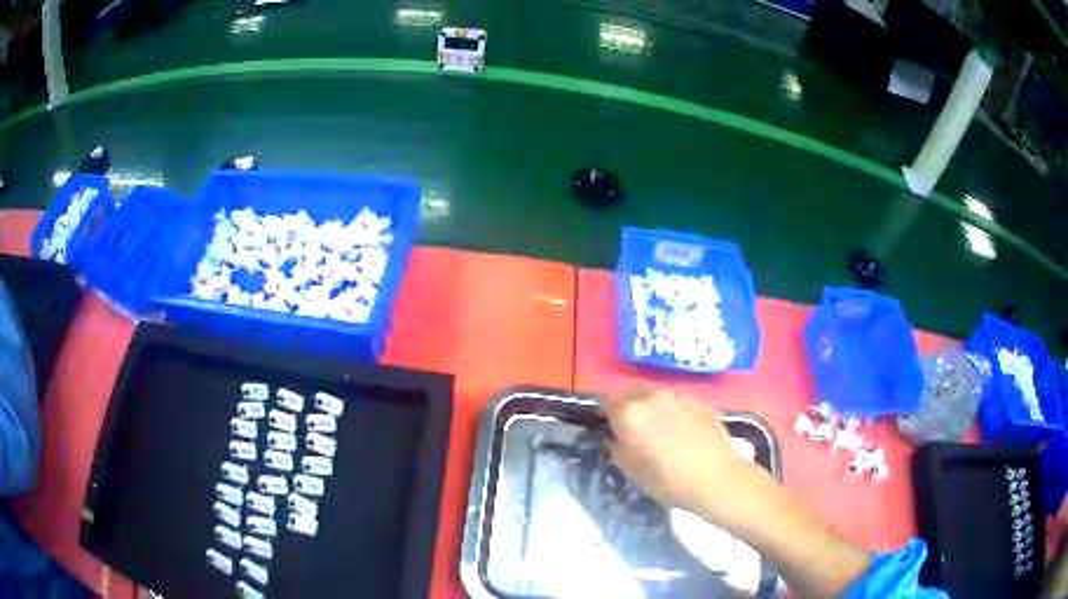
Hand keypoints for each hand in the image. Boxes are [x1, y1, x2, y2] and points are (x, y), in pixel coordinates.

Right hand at [601, 389, 764, 522]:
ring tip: (661, 432)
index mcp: (629, 412)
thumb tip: (614, 436)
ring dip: (653, 410)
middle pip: (632, 395)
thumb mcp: (630, 469)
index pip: (606, 404)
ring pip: (657, 398)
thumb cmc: (667, 479)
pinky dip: (675, 413)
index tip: (609, 432)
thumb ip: (615, 446)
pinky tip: (684, 433)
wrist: (716, 478)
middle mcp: (653, 396)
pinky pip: (679, 404)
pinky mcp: (701, 402)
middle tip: (633, 433)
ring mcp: (680, 396)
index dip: (605, 418)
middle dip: (628, 410)